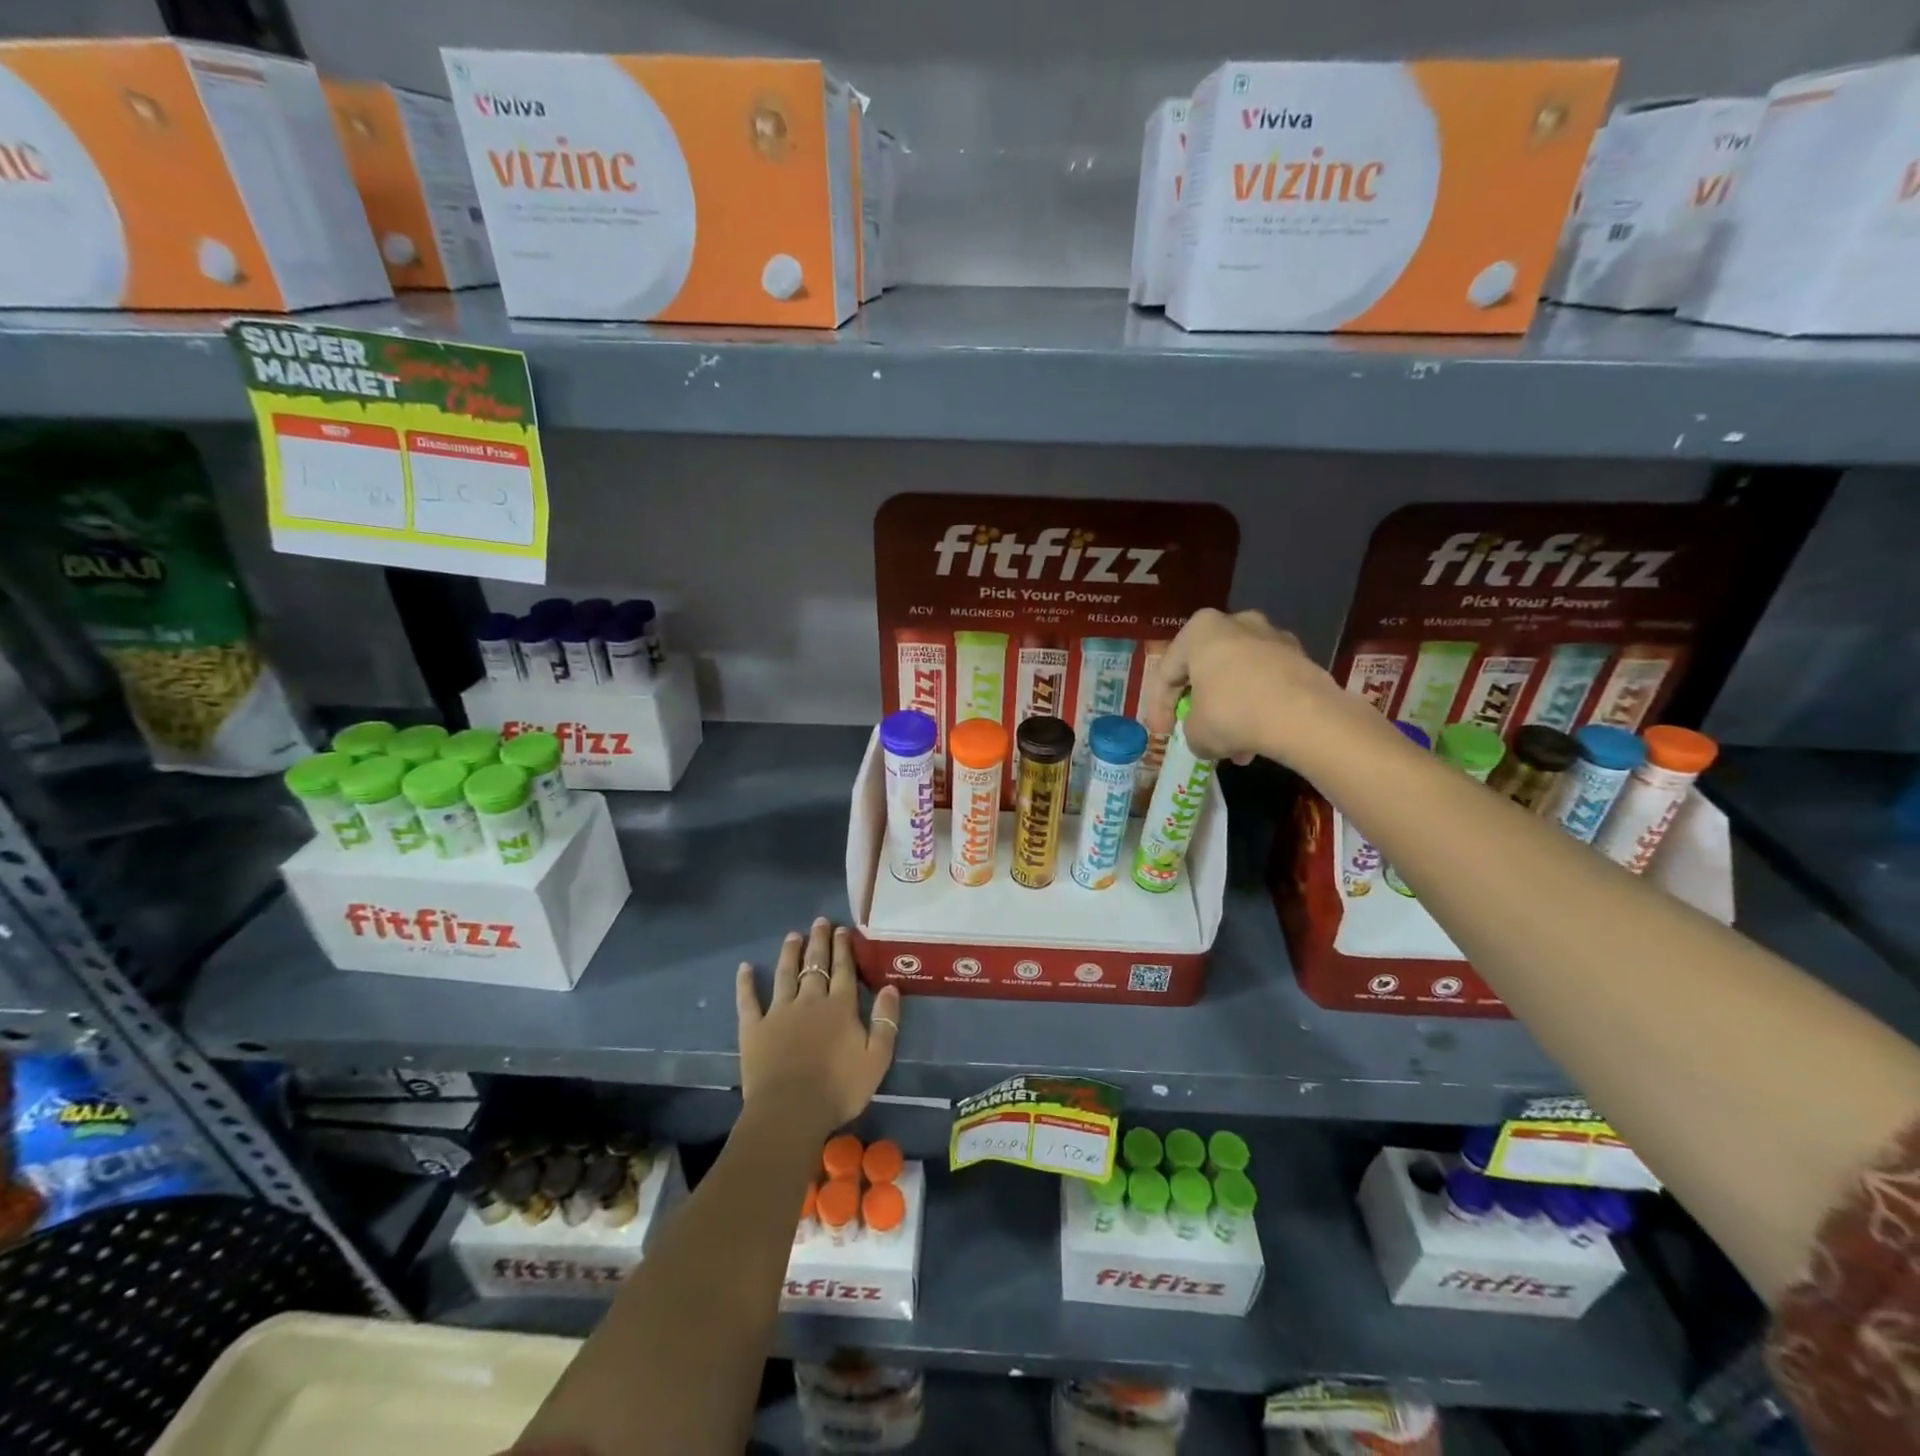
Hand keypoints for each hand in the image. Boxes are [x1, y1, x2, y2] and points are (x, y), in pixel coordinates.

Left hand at [735, 917, 900, 1134]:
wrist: (791, 1111)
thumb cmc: (839, 1089)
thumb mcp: (877, 1058)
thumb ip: (885, 1021)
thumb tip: (890, 987)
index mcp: (840, 1007)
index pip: (844, 969)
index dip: (844, 948)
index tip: (843, 929)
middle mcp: (810, 1000)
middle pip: (815, 964)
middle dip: (819, 942)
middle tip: (820, 921)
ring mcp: (779, 1012)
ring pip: (785, 974)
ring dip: (789, 953)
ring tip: (792, 935)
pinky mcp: (754, 1028)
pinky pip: (748, 1000)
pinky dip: (746, 983)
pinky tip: (744, 967)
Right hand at [1144, 608, 1331, 763]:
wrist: (1305, 718)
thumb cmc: (1233, 714)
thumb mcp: (1195, 732)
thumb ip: (1190, 730)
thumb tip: (1203, 736)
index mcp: (1200, 630)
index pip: (1167, 672)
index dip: (1159, 707)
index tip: (1162, 733)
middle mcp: (1237, 622)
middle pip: (1205, 669)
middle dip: (1199, 704)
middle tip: (1194, 731)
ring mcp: (1274, 638)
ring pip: (1238, 678)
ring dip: (1230, 710)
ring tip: (1231, 747)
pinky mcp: (1302, 658)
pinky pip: (1266, 684)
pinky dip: (1257, 709)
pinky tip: (1256, 740)